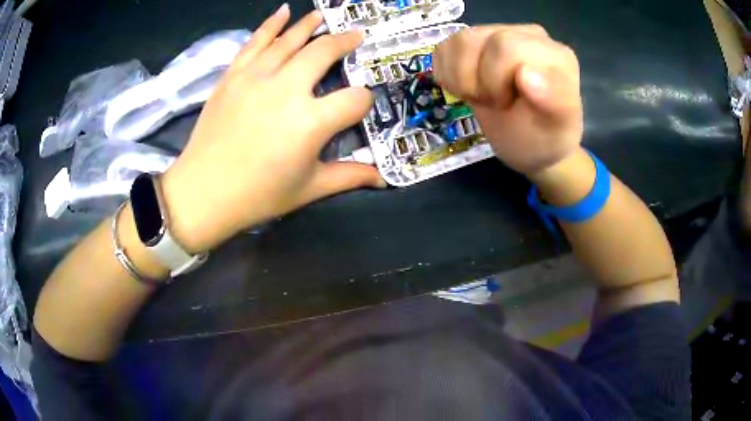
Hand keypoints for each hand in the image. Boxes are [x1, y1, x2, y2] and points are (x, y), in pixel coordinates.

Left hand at [160, 5, 383, 252]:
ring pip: (290, 40)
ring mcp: (257, 77)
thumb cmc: (258, 195)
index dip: (364, 102)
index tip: (359, 107)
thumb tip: (383, 179)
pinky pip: (255, 41)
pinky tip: (283, 11)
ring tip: (325, 16)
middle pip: (324, 52)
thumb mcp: (309, 189)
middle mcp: (287, 89)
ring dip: (311, 25)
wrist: (203, 192)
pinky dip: (270, 24)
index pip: (355, 99)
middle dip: (345, 42)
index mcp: (311, 122)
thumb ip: (349, 176)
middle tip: (356, 36)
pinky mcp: (234, 75)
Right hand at [433, 25, 583, 176]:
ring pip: (458, 41)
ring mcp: (499, 36)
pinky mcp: (476, 45)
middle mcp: (526, 36)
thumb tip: (525, 73)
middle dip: (477, 80)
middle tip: (496, 102)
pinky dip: (447, 74)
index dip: (494, 79)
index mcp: (553, 53)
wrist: (531, 145)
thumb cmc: (546, 138)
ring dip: (460, 78)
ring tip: (482, 96)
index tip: (509, 104)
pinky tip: (468, 89)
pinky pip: (445, 48)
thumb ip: (553, 100)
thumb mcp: (557, 129)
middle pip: (476, 39)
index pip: (506, 45)